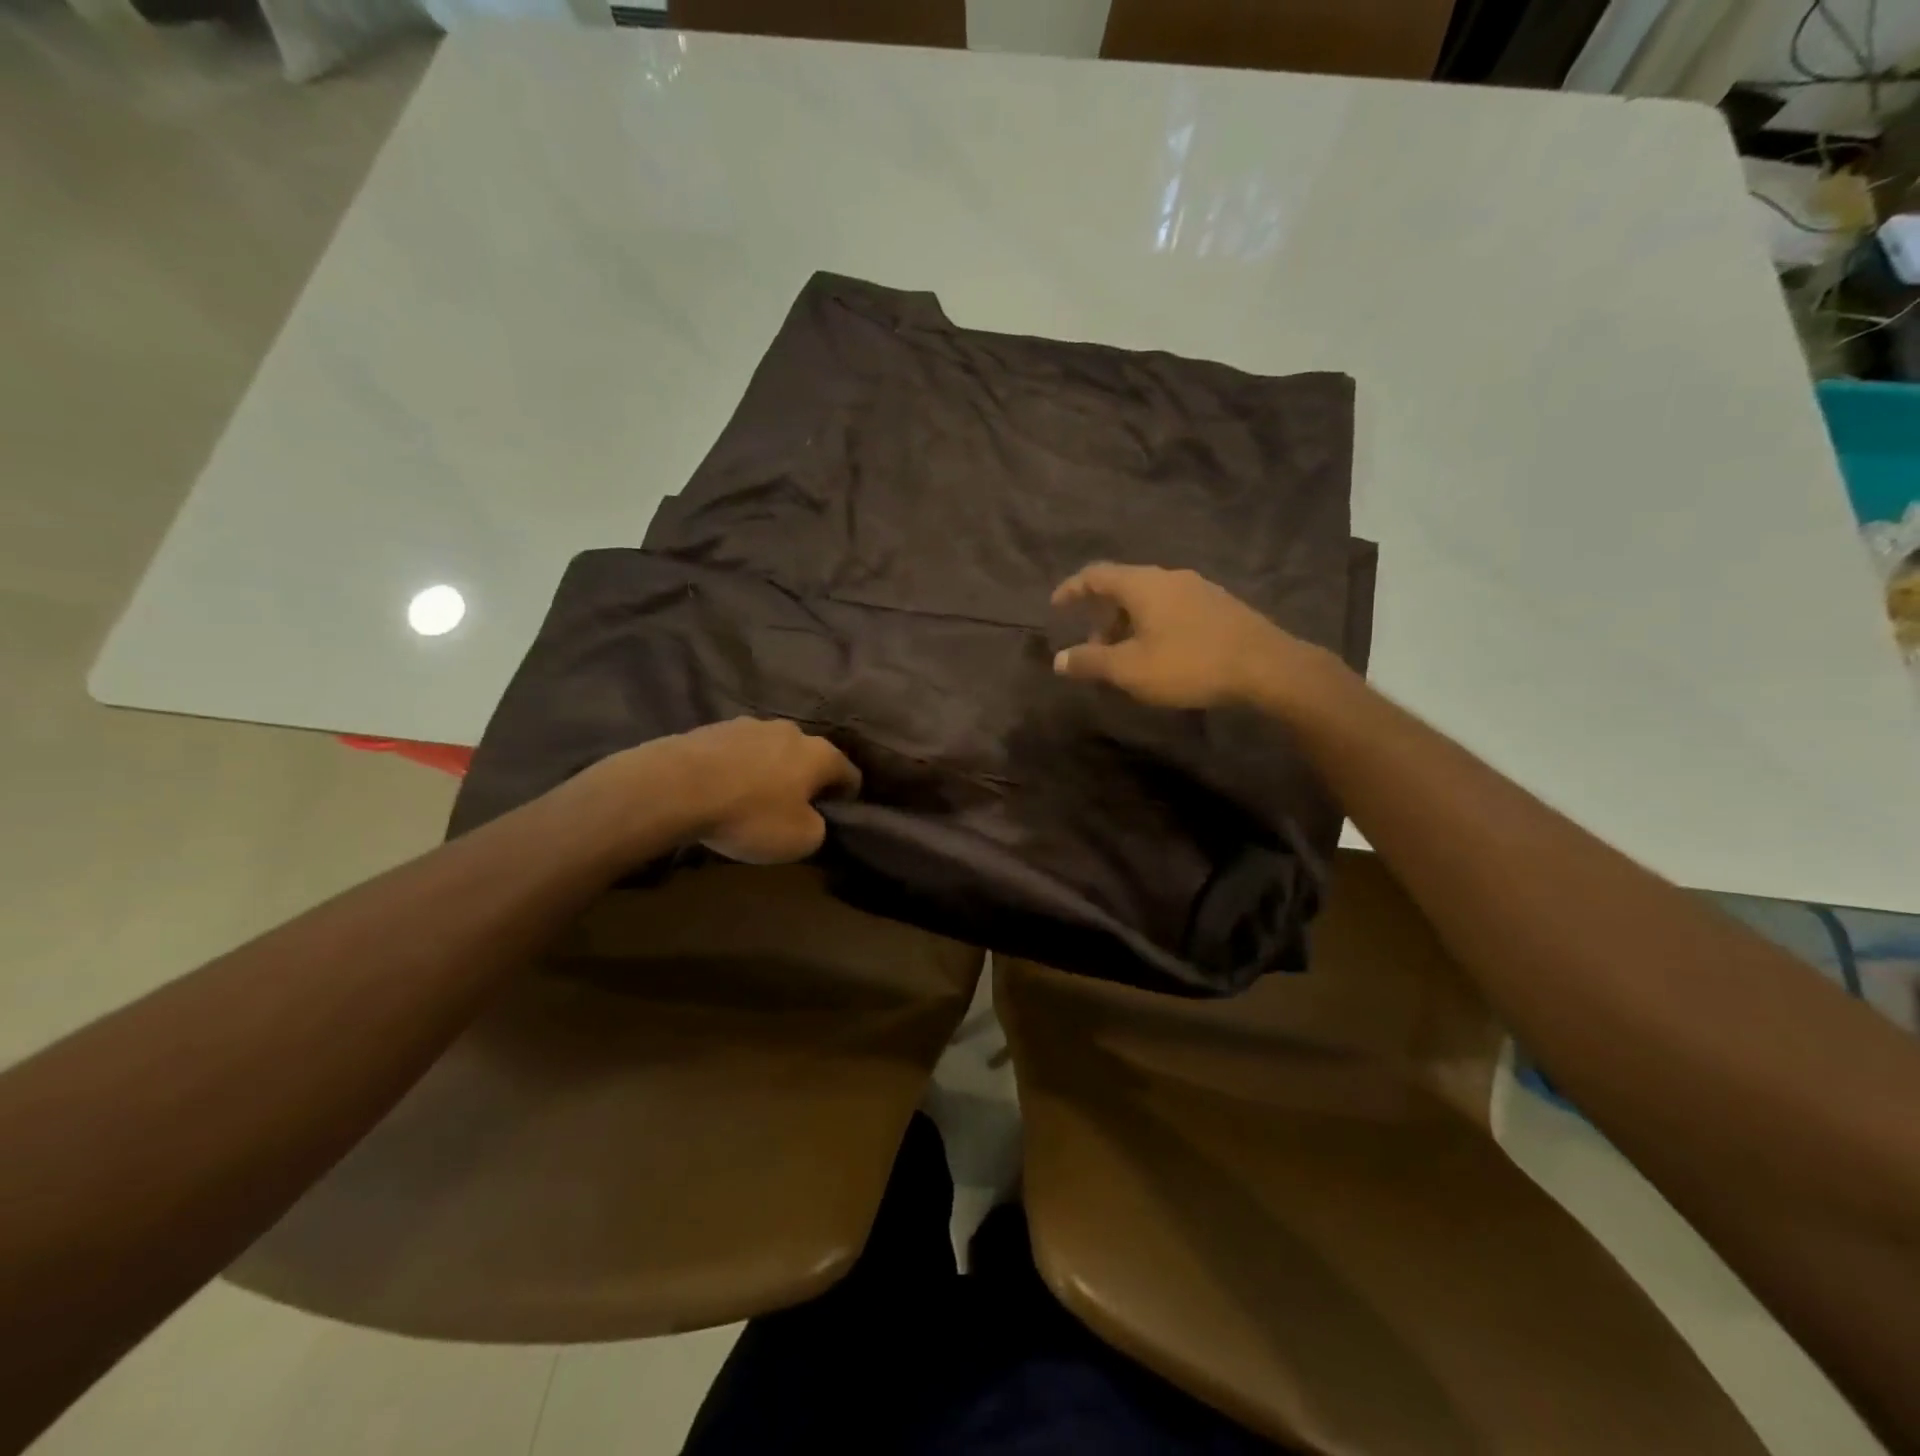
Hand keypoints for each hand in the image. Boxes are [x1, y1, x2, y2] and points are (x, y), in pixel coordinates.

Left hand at [584, 719, 860, 865]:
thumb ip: (818, 828)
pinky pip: (738, 752)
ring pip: (772, 750)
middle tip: (793, 809)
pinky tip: (722, 790)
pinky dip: (738, 768)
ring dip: (770, 771)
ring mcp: (750, 724)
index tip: (837, 816)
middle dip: (806, 780)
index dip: (848, 797)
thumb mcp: (800, 840)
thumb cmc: (750, 815)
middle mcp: (792, 731)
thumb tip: (813, 819)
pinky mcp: (714, 727)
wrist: (677, 787)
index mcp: (820, 754)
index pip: (850, 773)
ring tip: (752, 799)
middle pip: (809, 757)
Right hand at [1051, 563, 1335, 710]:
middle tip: (1094, 648)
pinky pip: (1172, 608)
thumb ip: (1091, 661)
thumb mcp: (1130, 669)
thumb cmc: (1189, 664)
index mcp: (1143, 585)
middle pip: (1124, 587)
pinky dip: (1153, 625)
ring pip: (1150, 599)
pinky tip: (1161, 654)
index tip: (1056, 606)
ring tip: (1126, 657)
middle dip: (1102, 615)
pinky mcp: (1219, 606)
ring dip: (1129, 624)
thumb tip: (1058, 659)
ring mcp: (1199, 589)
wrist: (1266, 667)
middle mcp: (1169, 577)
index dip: (1072, 589)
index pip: (1096, 575)